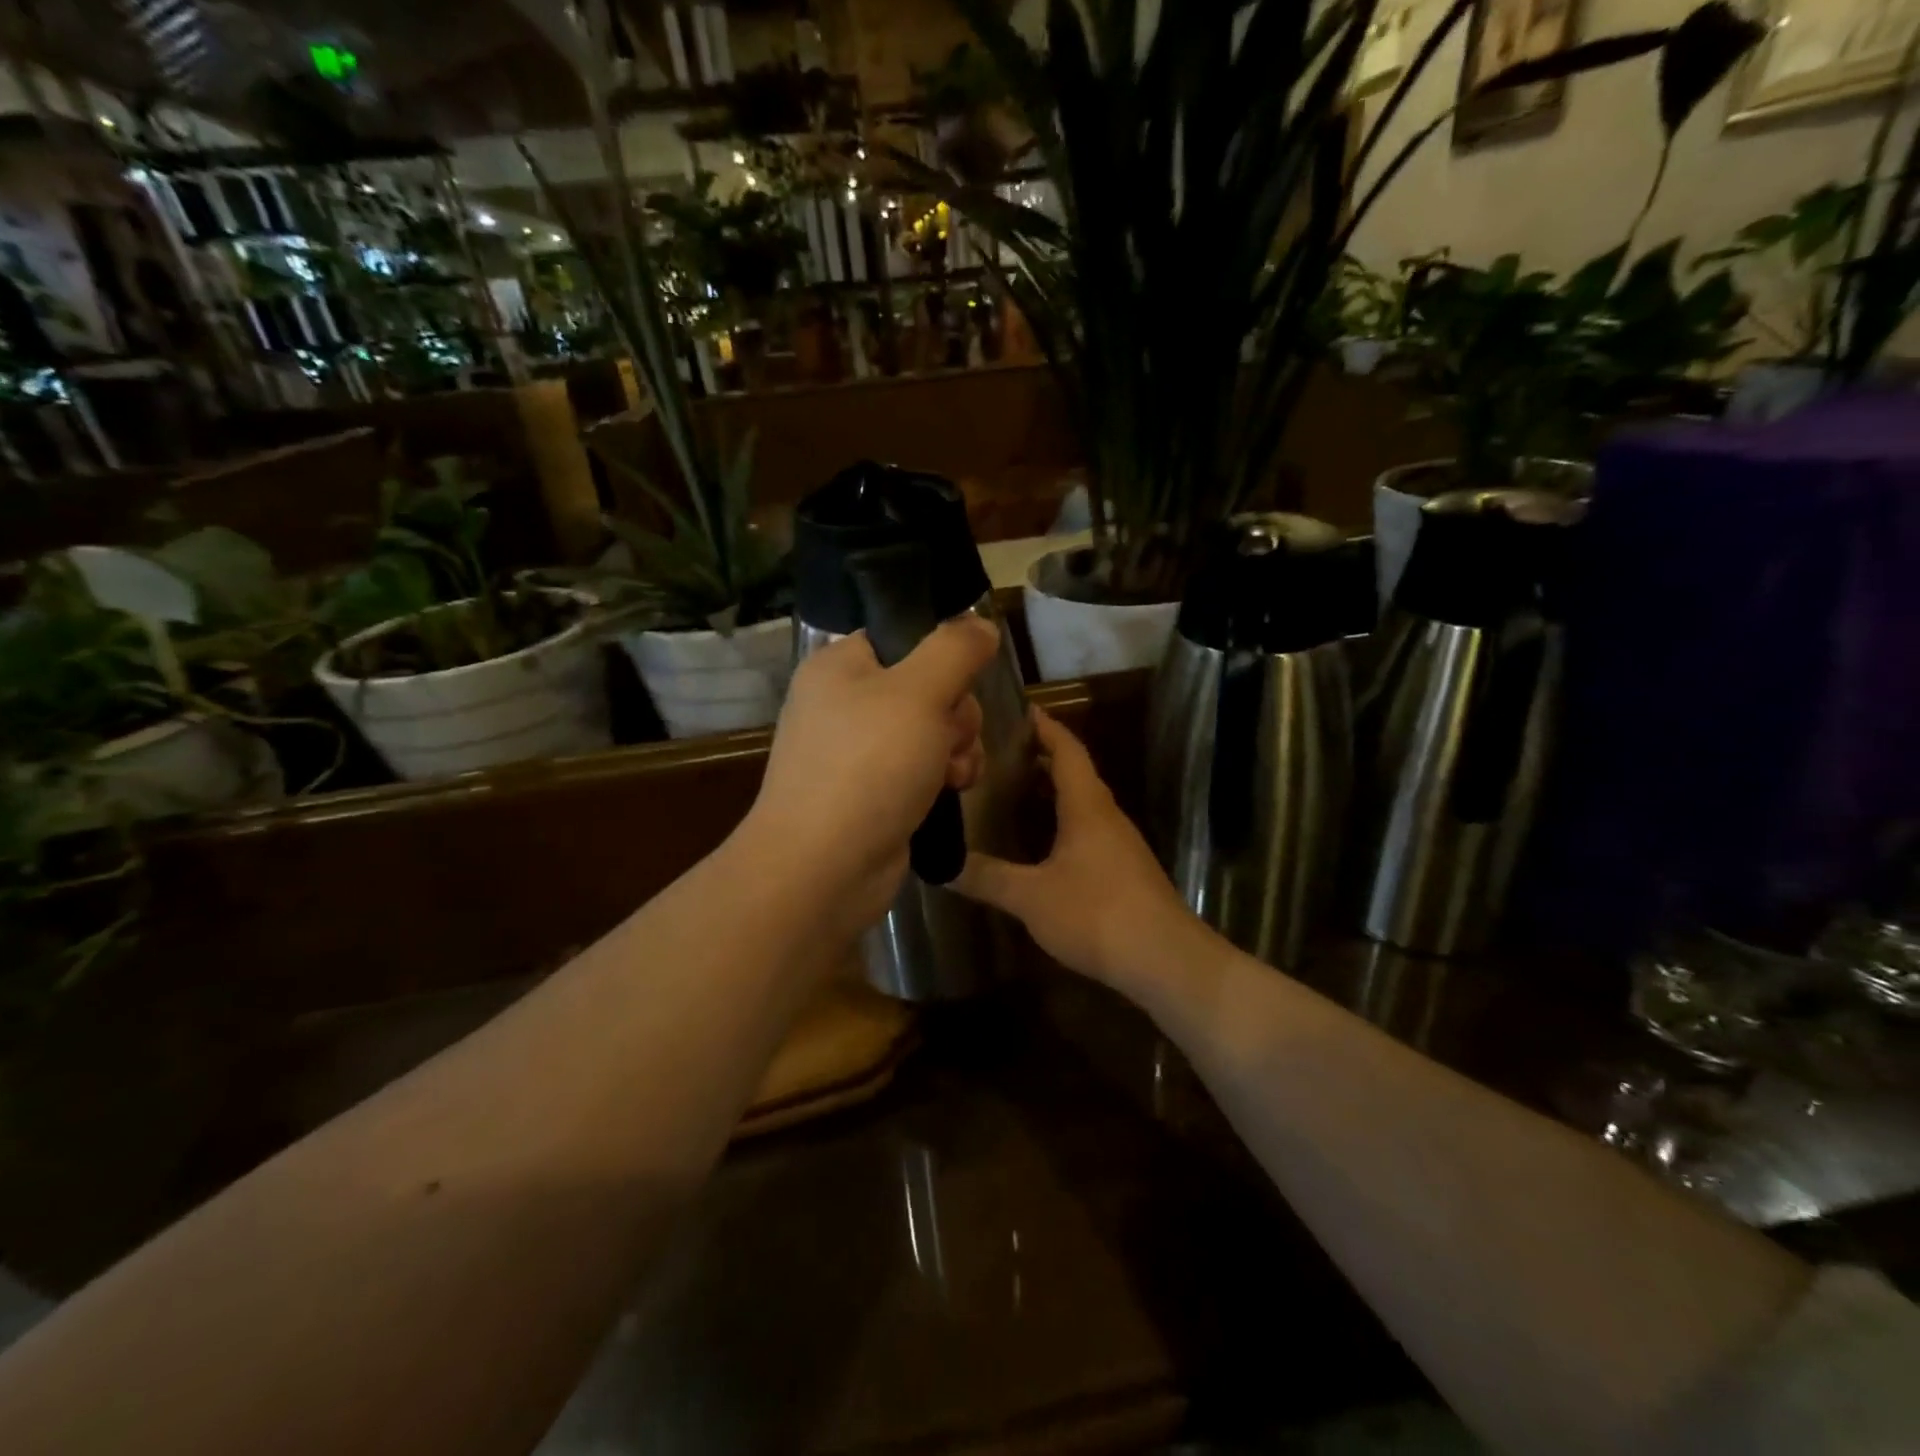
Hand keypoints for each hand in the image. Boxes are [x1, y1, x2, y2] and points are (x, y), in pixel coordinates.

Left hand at [741, 616, 997, 936]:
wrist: (824, 867)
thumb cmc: (868, 766)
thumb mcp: (919, 692)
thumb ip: (955, 649)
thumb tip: (980, 624)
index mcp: (841, 666)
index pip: (903, 638)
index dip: (941, 657)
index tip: (960, 681)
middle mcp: (846, 704)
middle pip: (928, 687)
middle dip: (956, 713)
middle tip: (950, 736)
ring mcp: (859, 752)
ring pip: (933, 730)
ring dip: (958, 748)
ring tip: (953, 773)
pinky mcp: (875, 792)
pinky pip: (924, 768)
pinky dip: (944, 777)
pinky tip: (953, 791)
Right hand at [955, 709, 1198, 987]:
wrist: (1164, 960)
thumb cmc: (1096, 914)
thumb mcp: (1030, 897)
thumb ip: (986, 878)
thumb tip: (940, 864)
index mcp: (1087, 807)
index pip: (1067, 751)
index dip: (1046, 727)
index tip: (1023, 709)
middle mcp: (1107, 816)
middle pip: (1077, 773)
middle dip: (1045, 757)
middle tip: (1004, 751)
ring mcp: (1120, 844)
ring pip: (1084, 804)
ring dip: (1055, 791)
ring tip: (1017, 790)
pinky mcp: (1125, 871)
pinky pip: (1089, 830)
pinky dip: (1064, 822)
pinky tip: (1044, 843)